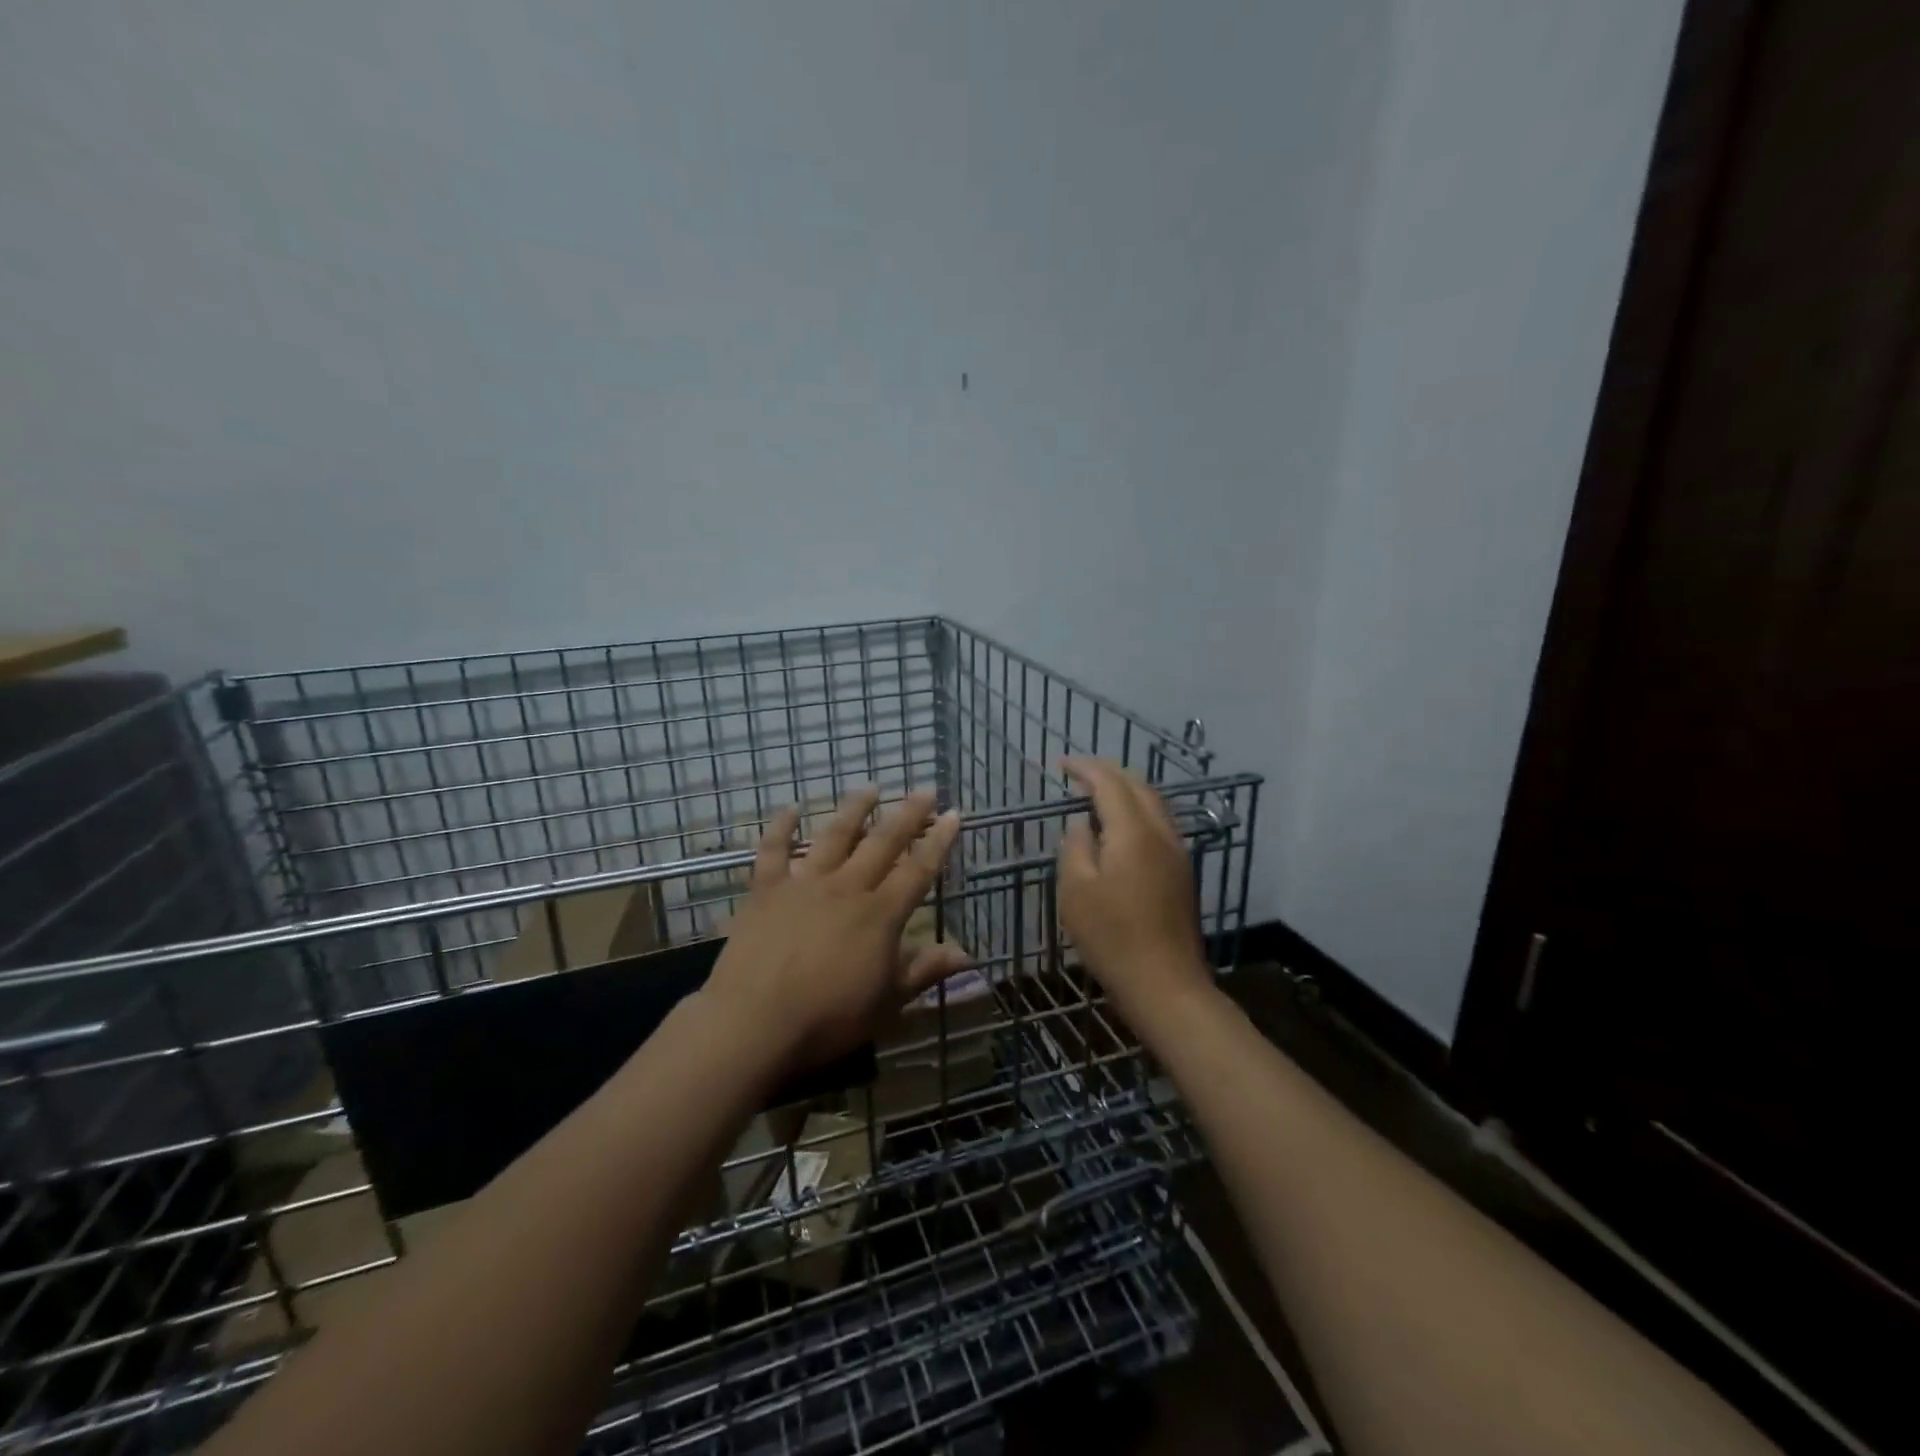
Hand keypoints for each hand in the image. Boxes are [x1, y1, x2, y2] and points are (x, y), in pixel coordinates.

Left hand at [703, 788, 968, 1074]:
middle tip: (924, 789)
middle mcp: (847, 887)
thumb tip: (967, 955)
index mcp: (880, 914)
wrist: (754, 1022)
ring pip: (835, 835)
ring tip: (870, 788)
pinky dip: (782, 826)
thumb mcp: (887, 1002)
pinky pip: (773, 849)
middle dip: (907, 814)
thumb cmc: (828, 1018)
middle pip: (883, 842)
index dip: (939, 841)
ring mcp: (804, 883)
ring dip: (855, 809)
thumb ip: (924, 971)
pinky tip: (792, 808)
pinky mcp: (766, 889)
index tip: (954, 814)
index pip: (919, 869)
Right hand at [1057, 758, 1213, 1024]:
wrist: (1166, 984)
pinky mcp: (1181, 871)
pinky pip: (1159, 822)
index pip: (1109, 783)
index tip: (1060, 764)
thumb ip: (1075, 846)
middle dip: (1107, 772)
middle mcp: (1161, 832)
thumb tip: (1081, 823)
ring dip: (1125, 789)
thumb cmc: (1112, 937)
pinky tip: (1120, 826)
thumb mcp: (1076, 890)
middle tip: (1078, 773)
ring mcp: (1177, 851)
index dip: (1084, 769)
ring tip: (1096, 793)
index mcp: (1133, 831)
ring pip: (1153, 802)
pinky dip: (1136, 810)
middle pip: (1137, 785)